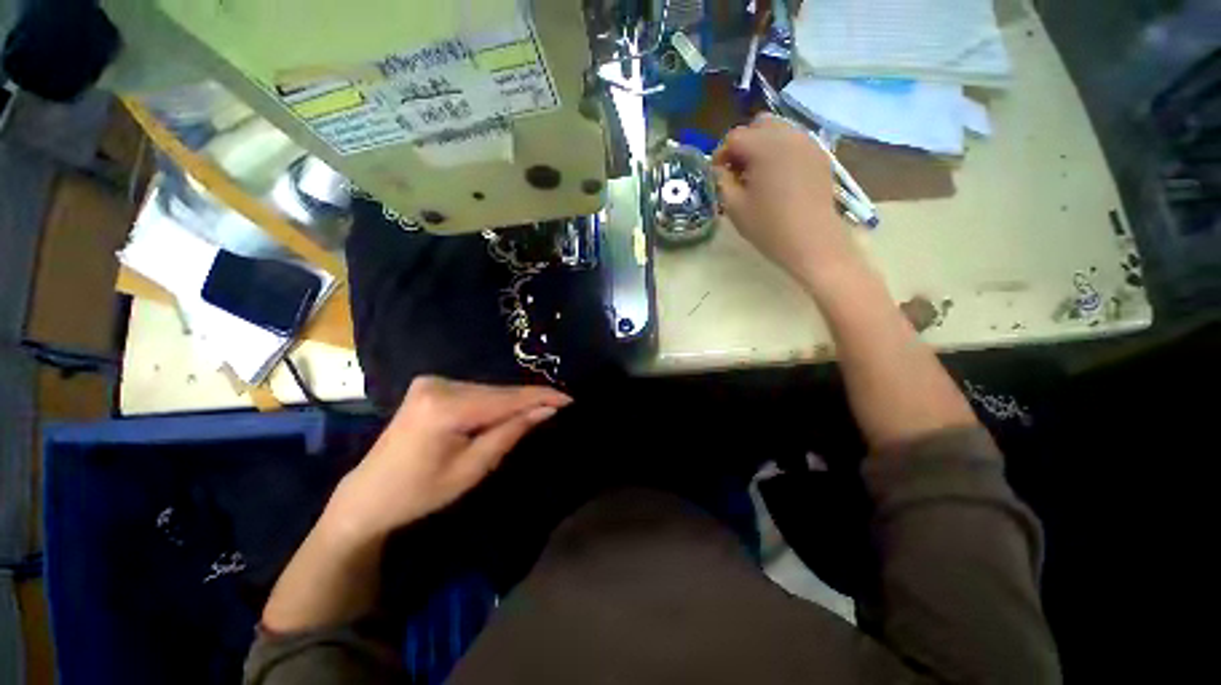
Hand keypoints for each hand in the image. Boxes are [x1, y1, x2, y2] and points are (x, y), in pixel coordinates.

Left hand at [327, 376, 571, 537]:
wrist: (368, 495)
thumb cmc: (420, 492)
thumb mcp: (472, 469)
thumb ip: (510, 433)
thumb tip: (545, 411)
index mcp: (445, 407)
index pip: (506, 398)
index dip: (540, 397)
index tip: (569, 399)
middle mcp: (439, 385)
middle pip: (498, 392)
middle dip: (528, 400)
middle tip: (557, 408)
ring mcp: (432, 382)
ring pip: (489, 390)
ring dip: (512, 402)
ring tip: (537, 412)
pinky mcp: (430, 386)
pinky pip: (475, 392)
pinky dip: (494, 402)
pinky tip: (506, 412)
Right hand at [713, 115, 861, 287]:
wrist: (812, 241)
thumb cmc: (769, 227)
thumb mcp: (735, 207)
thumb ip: (722, 182)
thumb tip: (720, 169)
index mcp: (765, 146)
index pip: (734, 137)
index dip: (721, 155)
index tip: (717, 175)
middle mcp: (788, 135)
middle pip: (758, 124)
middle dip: (743, 144)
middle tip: (737, 171)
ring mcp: (808, 143)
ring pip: (779, 130)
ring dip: (762, 146)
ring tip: (757, 175)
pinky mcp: (819, 155)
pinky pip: (794, 142)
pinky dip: (780, 151)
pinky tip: (777, 177)